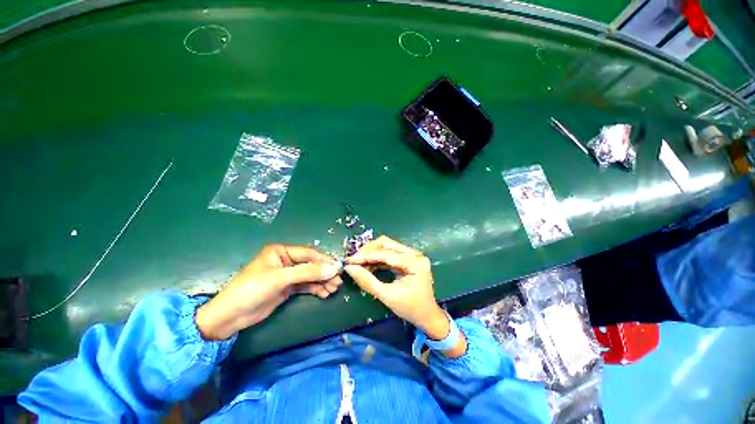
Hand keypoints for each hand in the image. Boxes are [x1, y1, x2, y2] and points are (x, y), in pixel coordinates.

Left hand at [195, 245, 341, 339]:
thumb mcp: (280, 279)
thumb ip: (308, 272)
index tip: (338, 269)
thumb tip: (333, 268)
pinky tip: (324, 293)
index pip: (308, 254)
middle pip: (311, 265)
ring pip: (310, 276)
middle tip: (338, 282)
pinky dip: (316, 289)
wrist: (229, 317)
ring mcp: (287, 275)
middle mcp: (286, 261)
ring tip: (333, 289)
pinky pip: (306, 285)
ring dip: (322, 282)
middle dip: (324, 273)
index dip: (324, 261)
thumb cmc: (252, 290)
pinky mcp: (287, 288)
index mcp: (282, 251)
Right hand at [344, 236, 465, 356]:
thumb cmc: (410, 309)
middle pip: (387, 244)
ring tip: (358, 264)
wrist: (427, 315)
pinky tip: (367, 265)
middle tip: (354, 261)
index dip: (366, 256)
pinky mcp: (408, 258)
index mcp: (415, 263)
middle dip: (368, 251)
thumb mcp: (388, 297)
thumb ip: (368, 282)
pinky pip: (389, 253)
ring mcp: (412, 254)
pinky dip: (377, 258)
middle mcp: (415, 254)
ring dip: (371, 253)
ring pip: (387, 246)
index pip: (386, 255)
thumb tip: (350, 269)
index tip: (349, 260)